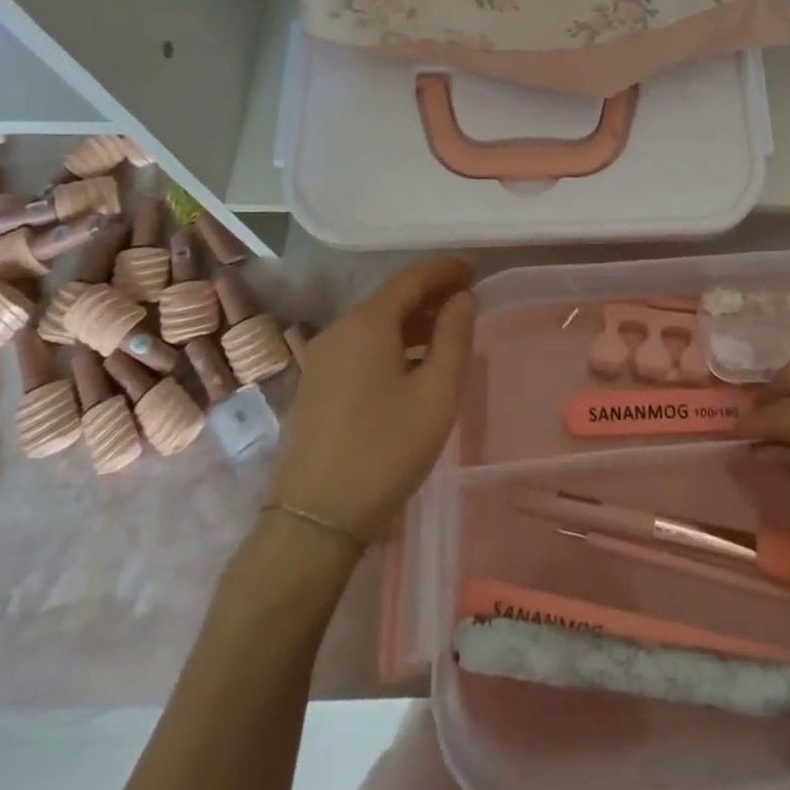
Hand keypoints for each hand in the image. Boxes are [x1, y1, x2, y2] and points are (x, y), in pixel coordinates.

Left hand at [267, 258, 477, 542]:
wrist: (314, 519)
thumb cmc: (386, 449)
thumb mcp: (437, 393)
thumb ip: (455, 336)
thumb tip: (463, 298)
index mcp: (367, 323)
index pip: (411, 278)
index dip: (445, 270)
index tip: (475, 270)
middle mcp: (338, 330)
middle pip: (390, 298)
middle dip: (430, 293)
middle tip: (467, 300)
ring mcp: (321, 359)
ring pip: (374, 324)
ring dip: (412, 320)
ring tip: (447, 332)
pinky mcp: (315, 386)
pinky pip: (360, 347)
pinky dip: (391, 341)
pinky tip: (411, 364)